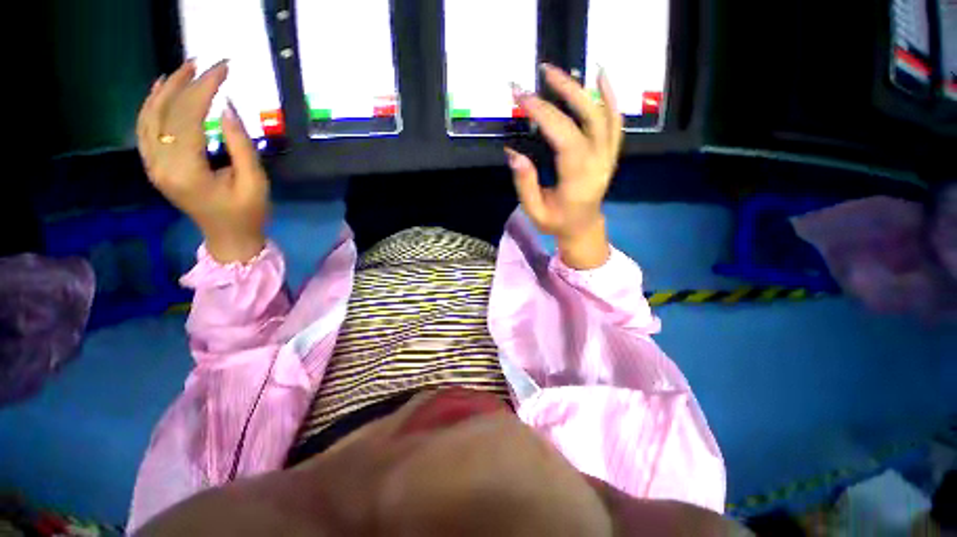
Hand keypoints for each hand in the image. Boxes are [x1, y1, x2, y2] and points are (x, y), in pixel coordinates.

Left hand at [137, 60, 269, 263]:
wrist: (228, 238)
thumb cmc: (248, 214)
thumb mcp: (255, 182)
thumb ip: (241, 146)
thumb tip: (229, 108)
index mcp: (186, 172)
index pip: (188, 118)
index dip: (204, 89)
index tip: (223, 70)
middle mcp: (160, 165)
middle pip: (164, 113)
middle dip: (185, 84)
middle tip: (204, 63)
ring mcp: (153, 166)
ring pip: (149, 117)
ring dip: (165, 90)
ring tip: (183, 70)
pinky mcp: (155, 166)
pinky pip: (145, 129)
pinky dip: (152, 106)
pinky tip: (162, 91)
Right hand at [507, 64, 622, 269]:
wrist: (583, 227)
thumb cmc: (556, 222)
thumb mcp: (535, 211)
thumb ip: (525, 184)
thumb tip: (512, 153)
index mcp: (579, 180)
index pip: (565, 137)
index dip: (544, 114)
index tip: (521, 97)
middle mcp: (599, 163)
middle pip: (587, 119)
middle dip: (563, 91)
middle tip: (541, 73)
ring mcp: (609, 156)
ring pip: (603, 115)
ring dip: (583, 88)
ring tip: (561, 71)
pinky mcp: (611, 152)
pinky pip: (616, 122)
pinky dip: (610, 96)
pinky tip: (600, 76)